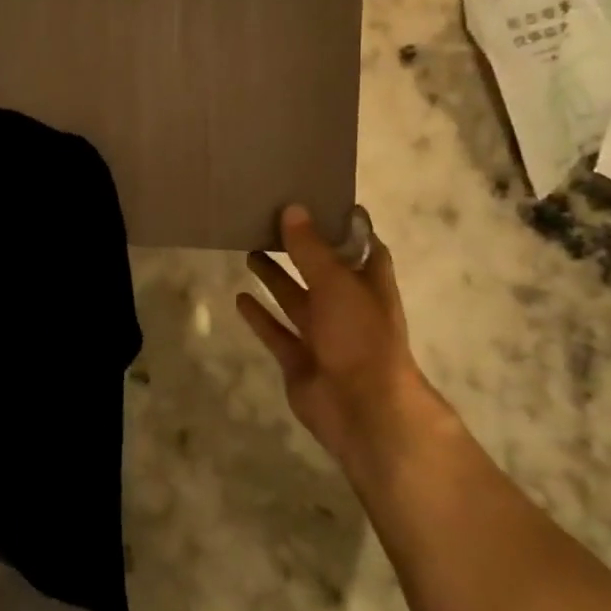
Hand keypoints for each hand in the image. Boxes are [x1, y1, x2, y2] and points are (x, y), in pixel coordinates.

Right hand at [236, 204, 436, 478]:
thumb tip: (292, 208)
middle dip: (300, 250)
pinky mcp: (299, 360)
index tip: (319, 200)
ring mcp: (324, 336)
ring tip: (250, 251)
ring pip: (296, 300)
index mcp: (369, 286)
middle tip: (270, 222)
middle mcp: (348, 308)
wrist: (363, 410)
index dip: (346, 226)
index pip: (364, 247)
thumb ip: (311, 248)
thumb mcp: (336, 283)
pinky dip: (260, 317)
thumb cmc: (360, 337)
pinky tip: (240, 298)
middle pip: (322, 272)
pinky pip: (276, 332)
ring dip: (276, 278)